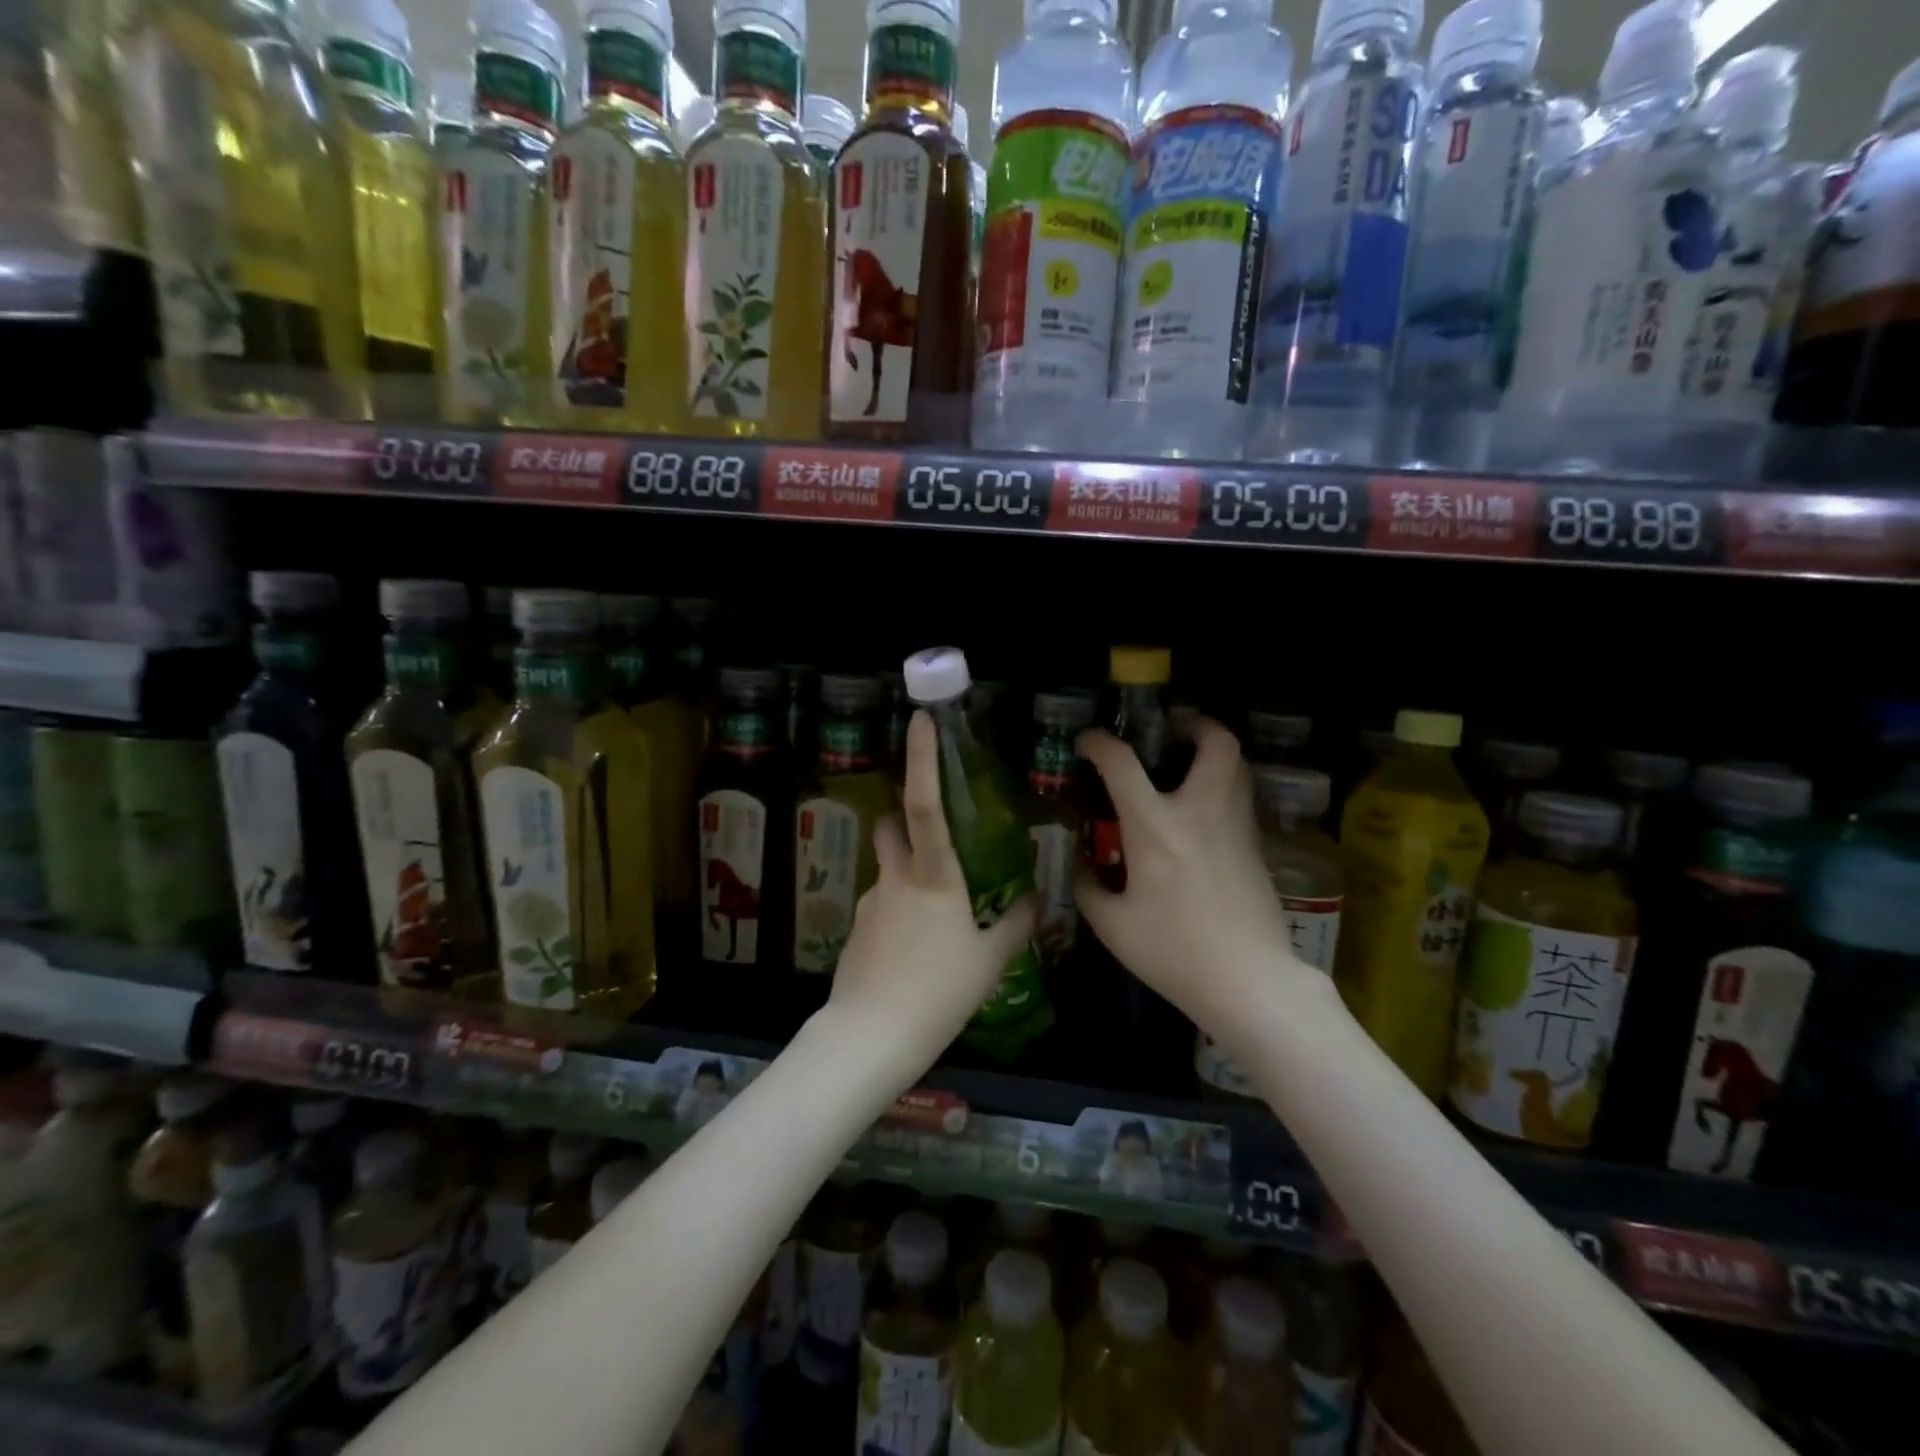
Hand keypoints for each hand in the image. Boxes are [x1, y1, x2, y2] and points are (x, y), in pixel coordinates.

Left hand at [825, 711, 1035, 1079]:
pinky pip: (881, 907)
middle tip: (931, 836)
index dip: (922, 759)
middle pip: (890, 825)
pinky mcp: (856, 931)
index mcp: (933, 876)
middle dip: (903, 816)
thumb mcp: (989, 960)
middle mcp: (896, 878)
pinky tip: (914, 954)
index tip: (919, 721)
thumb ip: (1014, 926)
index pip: (925, 804)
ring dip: (906, 875)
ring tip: (935, 921)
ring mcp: (870, 903)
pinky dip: (898, 914)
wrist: (870, 1036)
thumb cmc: (939, 991)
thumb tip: (1037, 903)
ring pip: (888, 870)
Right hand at [1074, 718, 1324, 1030]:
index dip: (1099, 743)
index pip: (1122, 763)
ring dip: (1214, 753)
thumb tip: (1082, 870)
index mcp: (1155, 825)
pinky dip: (1223, 787)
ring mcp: (1236, 826)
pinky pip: (1241, 797)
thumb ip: (1089, 889)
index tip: (1088, 743)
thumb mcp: (1113, 926)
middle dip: (1194, 725)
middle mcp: (1200, 811)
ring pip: (1238, 765)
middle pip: (1215, 742)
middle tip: (1172, 735)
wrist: (1249, 982)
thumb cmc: (1173, 952)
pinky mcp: (1257, 847)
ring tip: (1188, 768)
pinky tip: (1202, 815)